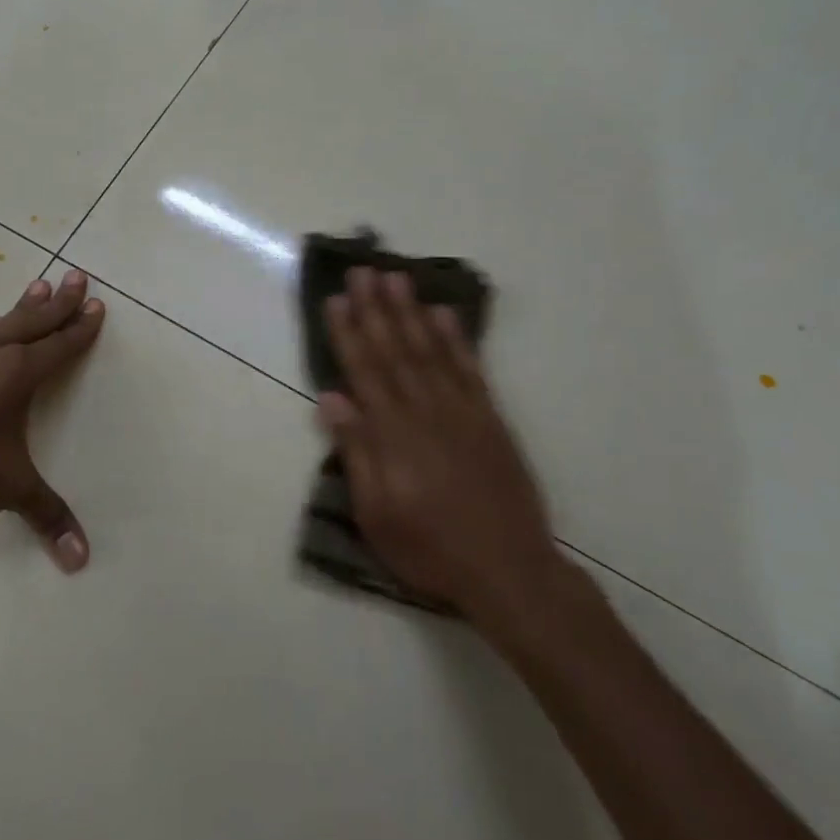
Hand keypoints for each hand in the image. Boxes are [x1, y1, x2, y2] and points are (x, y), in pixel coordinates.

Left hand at [0, 269, 105, 571]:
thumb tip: (80, 561)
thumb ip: (47, 516)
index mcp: (17, 375)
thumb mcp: (11, 490)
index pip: (59, 345)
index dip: (81, 327)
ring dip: (22, 308)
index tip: (98, 306)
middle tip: (77, 275)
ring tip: (37, 287)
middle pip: (33, 320)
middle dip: (60, 300)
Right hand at [317, 267, 564, 616]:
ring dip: (411, 312)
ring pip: (431, 350)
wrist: (508, 570)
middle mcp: (426, 410)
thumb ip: (356, 452)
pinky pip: (471, 369)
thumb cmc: (430, 548)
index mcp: (393, 434)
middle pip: (395, 350)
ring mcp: (463, 411)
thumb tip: (331, 398)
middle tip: (363, 270)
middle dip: (376, 308)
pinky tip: (444, 314)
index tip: (336, 299)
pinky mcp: (491, 418)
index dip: (348, 333)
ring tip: (397, 278)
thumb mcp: (376, 513)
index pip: (364, 371)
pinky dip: (457, 339)